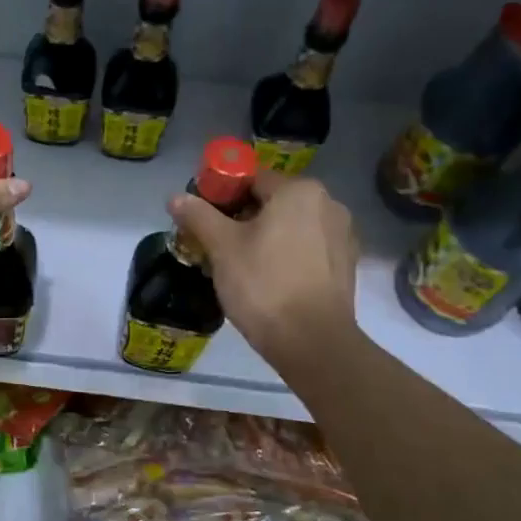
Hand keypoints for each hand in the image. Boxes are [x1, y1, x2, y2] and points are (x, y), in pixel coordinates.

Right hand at [169, 172, 359, 377]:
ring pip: (291, 226)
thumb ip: (198, 216)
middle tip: (216, 245)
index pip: (250, 179)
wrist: (312, 342)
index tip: (203, 220)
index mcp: (298, 190)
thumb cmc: (263, 285)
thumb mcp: (222, 248)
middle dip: (242, 218)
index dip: (221, 196)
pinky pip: (308, 248)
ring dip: (265, 237)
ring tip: (241, 266)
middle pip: (273, 202)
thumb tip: (175, 197)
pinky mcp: (346, 264)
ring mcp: (342, 235)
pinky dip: (287, 255)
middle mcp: (328, 203)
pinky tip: (269, 280)